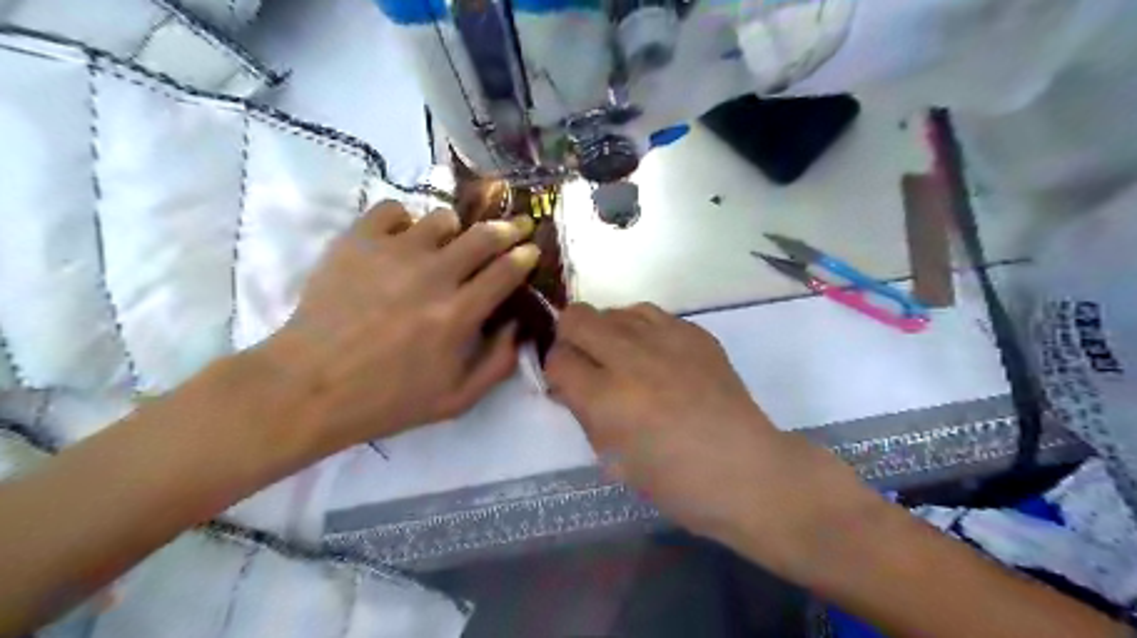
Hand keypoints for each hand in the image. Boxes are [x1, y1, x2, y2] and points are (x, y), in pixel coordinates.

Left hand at [260, 202, 537, 455]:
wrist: (308, 387)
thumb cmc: (387, 399)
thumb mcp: (456, 400)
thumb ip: (499, 363)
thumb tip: (518, 325)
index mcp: (458, 315)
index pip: (506, 271)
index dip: (525, 256)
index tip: (531, 250)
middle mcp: (432, 276)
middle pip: (483, 236)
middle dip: (507, 228)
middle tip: (514, 227)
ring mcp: (393, 253)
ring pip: (442, 218)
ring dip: (456, 229)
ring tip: (450, 242)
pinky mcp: (356, 242)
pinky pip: (393, 209)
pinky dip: (406, 220)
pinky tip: (403, 240)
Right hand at [545, 301, 867, 574]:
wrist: (745, 471)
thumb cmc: (674, 481)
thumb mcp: (612, 458)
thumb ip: (583, 412)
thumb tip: (567, 383)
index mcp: (607, 399)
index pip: (557, 359)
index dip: (555, 371)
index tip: (566, 383)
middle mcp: (632, 359)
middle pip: (577, 317)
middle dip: (570, 337)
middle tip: (586, 362)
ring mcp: (667, 340)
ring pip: (614, 310)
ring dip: (607, 332)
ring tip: (622, 357)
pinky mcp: (695, 333)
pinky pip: (650, 314)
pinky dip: (640, 331)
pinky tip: (654, 355)